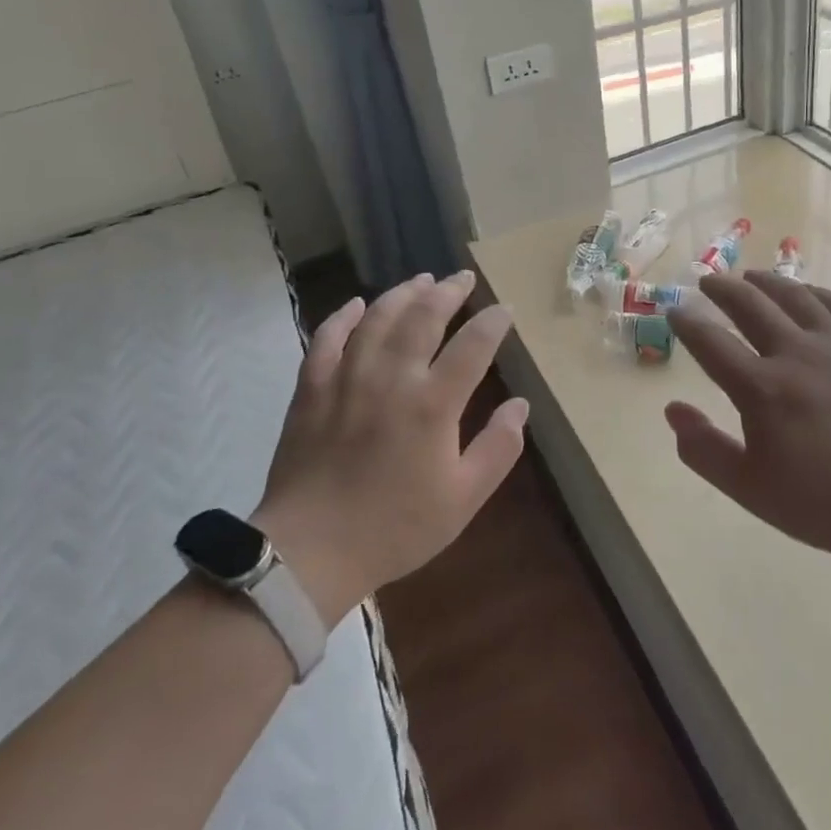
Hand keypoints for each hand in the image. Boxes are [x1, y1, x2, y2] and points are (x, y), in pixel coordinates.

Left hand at [254, 271, 524, 625]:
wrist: (310, 551)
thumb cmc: (395, 528)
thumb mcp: (463, 499)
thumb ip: (498, 448)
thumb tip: (520, 406)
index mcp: (432, 404)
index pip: (472, 346)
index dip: (492, 322)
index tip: (505, 309)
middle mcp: (391, 377)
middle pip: (423, 317)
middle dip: (448, 291)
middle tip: (463, 277)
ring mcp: (347, 377)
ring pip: (377, 318)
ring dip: (402, 293)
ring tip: (421, 279)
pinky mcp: (312, 388)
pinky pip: (326, 338)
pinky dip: (343, 316)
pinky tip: (356, 304)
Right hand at [664, 272, 830, 559]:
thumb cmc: (827, 503)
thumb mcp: (750, 489)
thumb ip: (704, 450)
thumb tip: (672, 410)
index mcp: (761, 388)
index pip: (711, 343)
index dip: (688, 323)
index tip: (675, 311)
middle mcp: (796, 353)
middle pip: (750, 305)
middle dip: (723, 289)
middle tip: (709, 281)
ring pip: (796, 296)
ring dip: (767, 281)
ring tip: (752, 275)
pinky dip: (817, 293)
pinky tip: (809, 293)